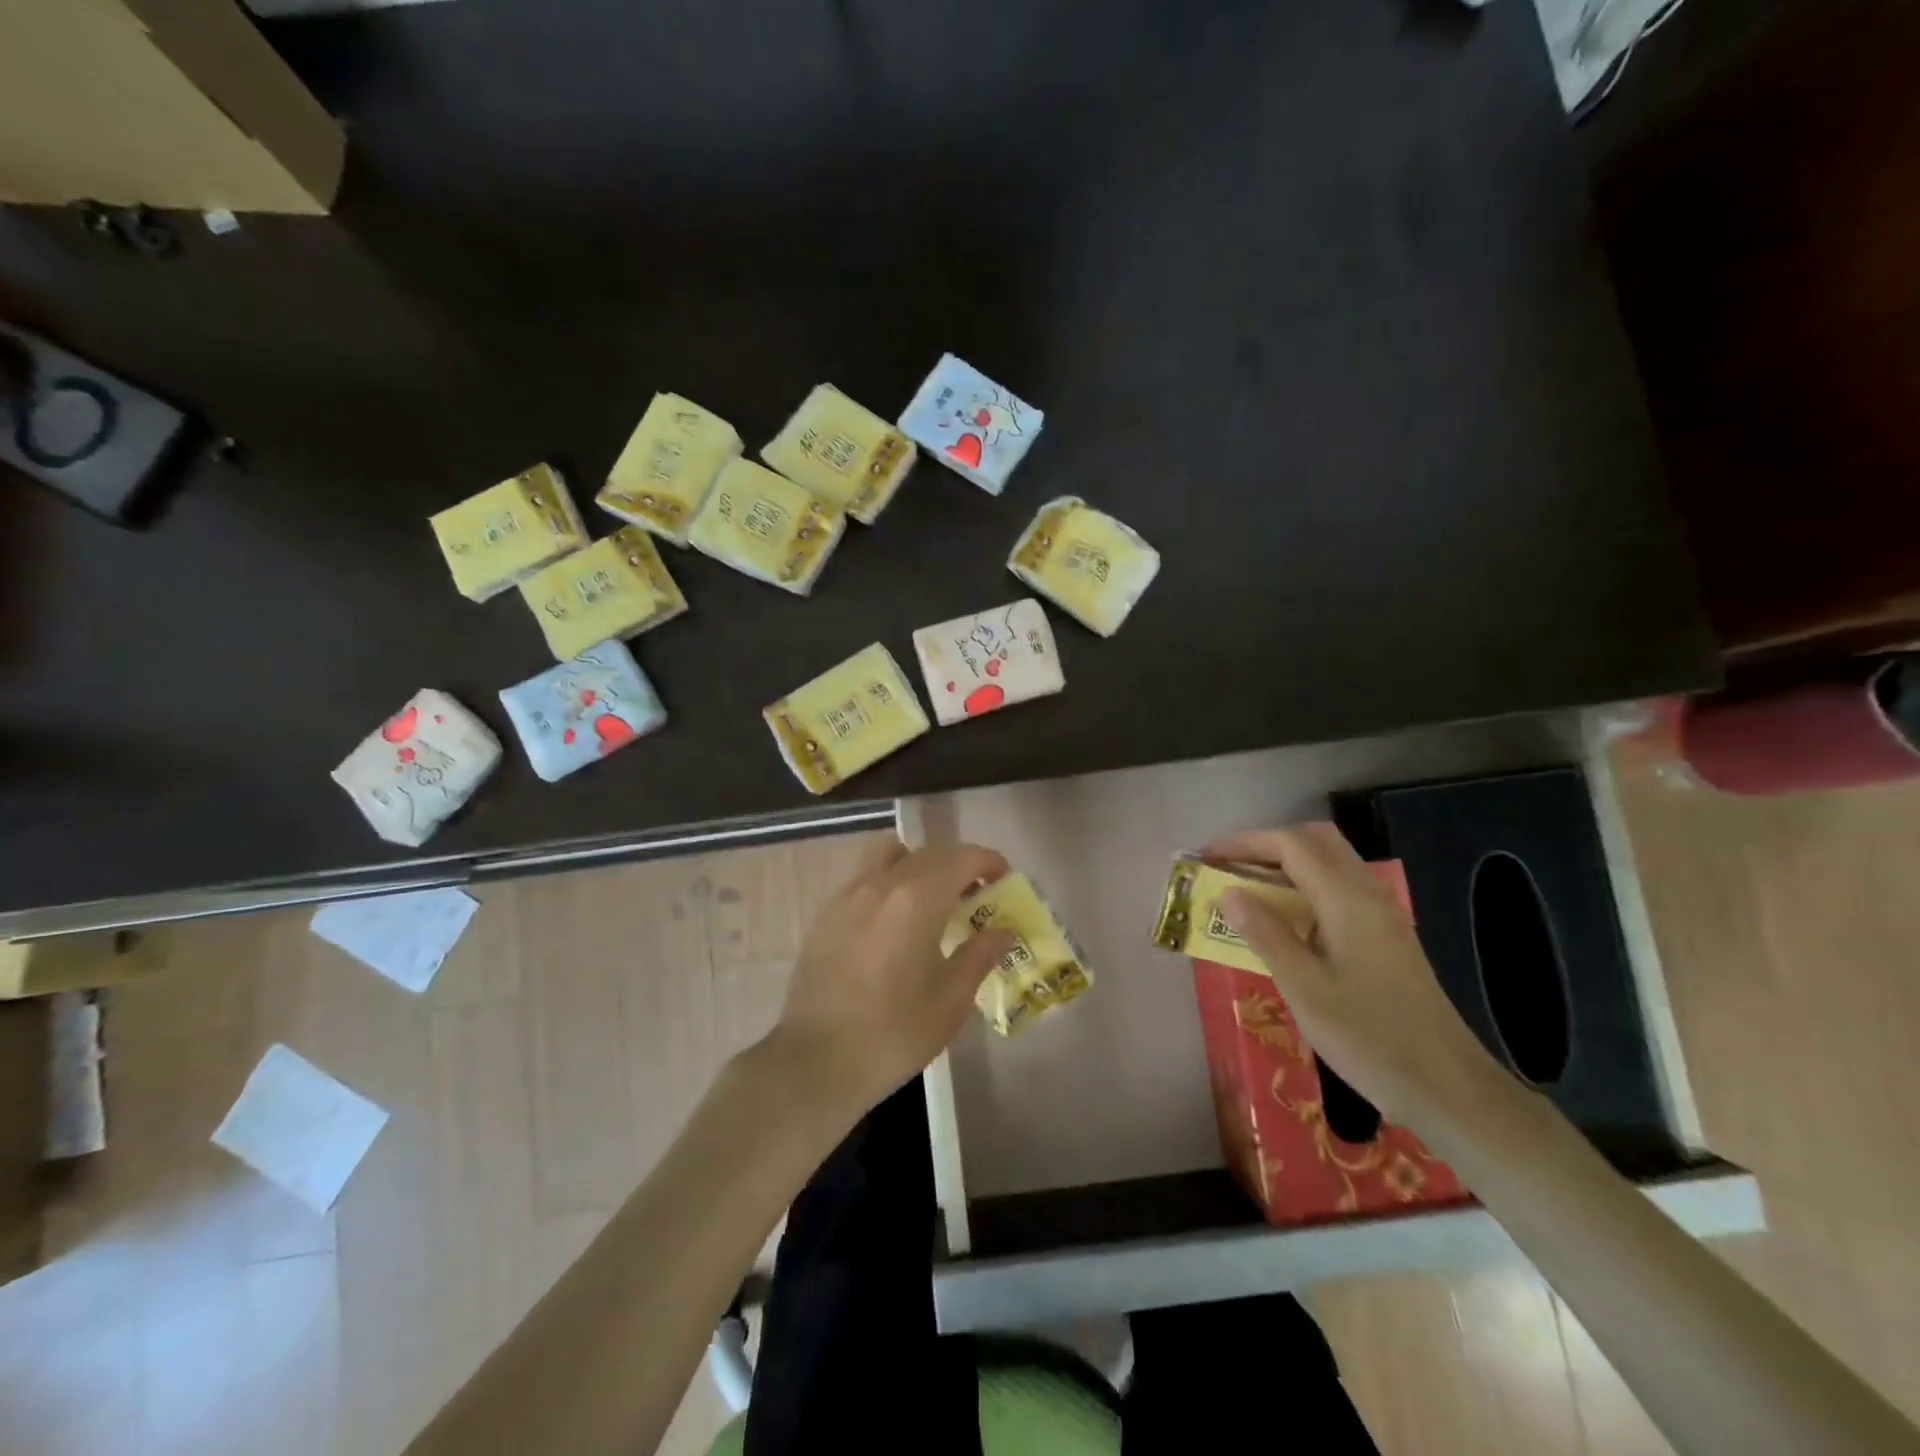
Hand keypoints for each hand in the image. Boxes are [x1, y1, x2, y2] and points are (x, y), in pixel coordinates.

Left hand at [768, 837, 1016, 1117]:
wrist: (815, 1061)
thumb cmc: (893, 1034)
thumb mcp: (950, 1000)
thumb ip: (979, 955)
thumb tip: (1002, 930)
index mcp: (917, 899)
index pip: (962, 858)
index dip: (988, 862)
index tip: (1004, 880)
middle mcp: (882, 883)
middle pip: (929, 852)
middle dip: (959, 865)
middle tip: (977, 895)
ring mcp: (849, 894)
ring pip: (891, 854)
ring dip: (920, 864)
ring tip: (932, 899)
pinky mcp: (827, 912)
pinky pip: (866, 876)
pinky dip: (890, 881)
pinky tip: (894, 921)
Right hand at [1209, 822, 1507, 1132]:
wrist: (1447, 1087)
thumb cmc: (1368, 1036)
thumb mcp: (1303, 988)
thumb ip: (1265, 934)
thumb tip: (1229, 892)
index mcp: (1347, 899)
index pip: (1291, 844)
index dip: (1245, 842)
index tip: (1207, 856)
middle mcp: (1367, 894)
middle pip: (1315, 841)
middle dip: (1267, 844)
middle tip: (1229, 867)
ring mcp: (1381, 914)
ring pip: (1329, 862)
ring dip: (1286, 864)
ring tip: (1247, 890)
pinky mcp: (1385, 935)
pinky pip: (1338, 888)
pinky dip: (1304, 886)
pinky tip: (1284, 920)